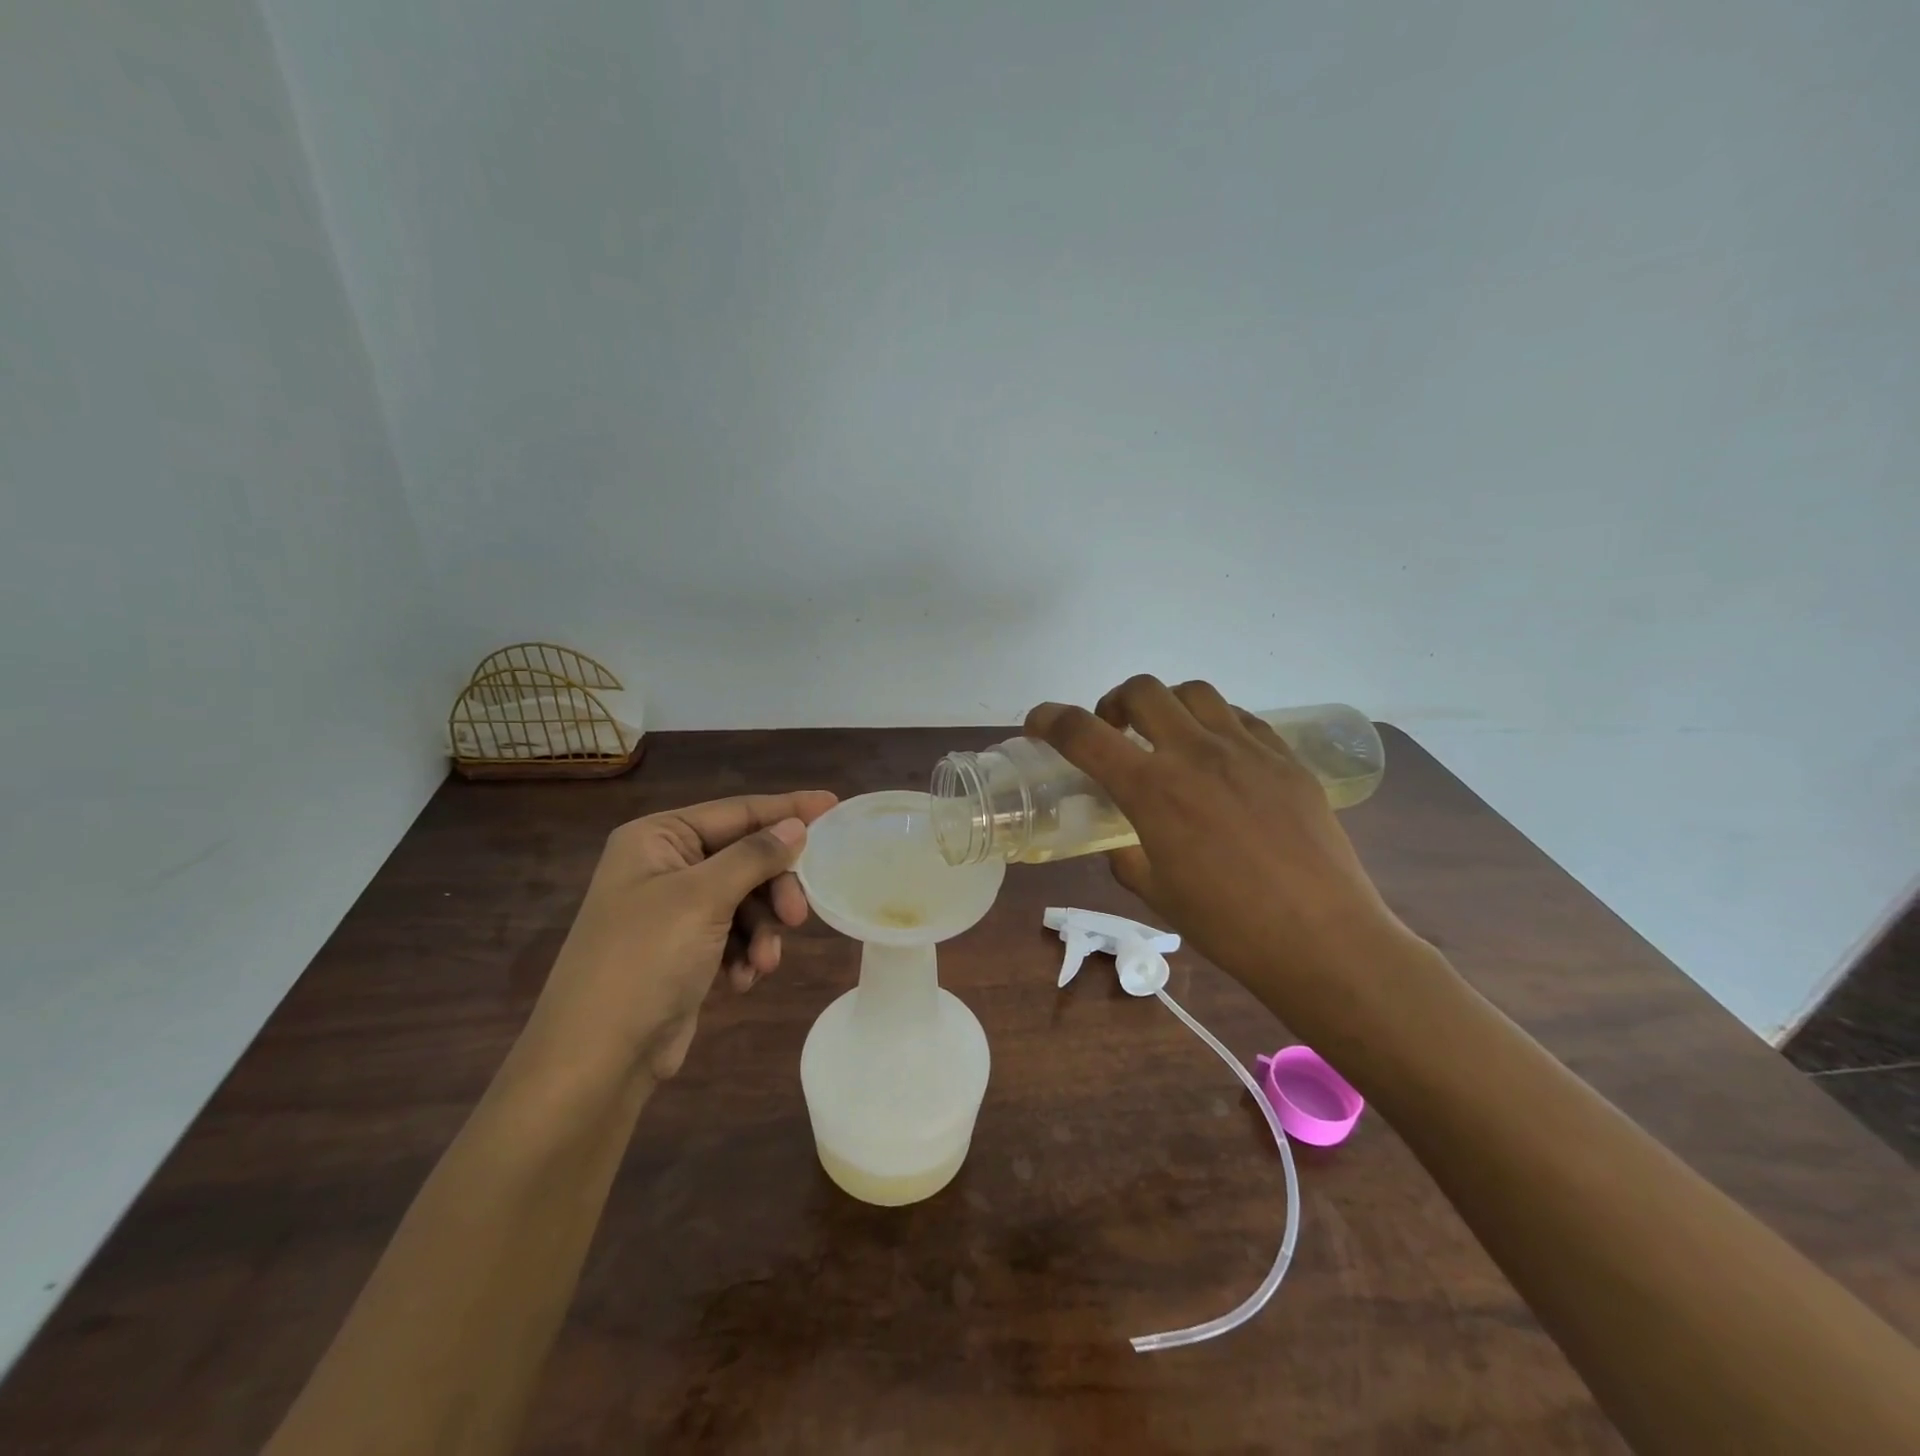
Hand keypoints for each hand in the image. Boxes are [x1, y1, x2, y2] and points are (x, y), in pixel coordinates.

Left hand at [521, 791, 837, 1081]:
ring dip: (761, 931)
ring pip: (746, 899)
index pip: (736, 812)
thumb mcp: (703, 898)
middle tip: (798, 915)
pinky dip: (745, 953)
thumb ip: (755, 855)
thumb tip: (796, 825)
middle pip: (745, 858)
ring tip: (763, 964)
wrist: (597, 1060)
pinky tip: (741, 980)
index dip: (787, 810)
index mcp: (657, 837)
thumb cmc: (645, 961)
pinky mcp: (684, 948)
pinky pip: (734, 933)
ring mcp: (673, 910)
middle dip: (774, 889)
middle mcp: (665, 865)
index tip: (834, 807)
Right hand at [1025, 677, 1408, 1005]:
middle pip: (1141, 691)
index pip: (1084, 734)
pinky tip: (1220, 757)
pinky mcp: (1285, 757)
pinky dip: (1214, 723)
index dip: (1050, 719)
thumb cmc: (1227, 925)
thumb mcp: (1156, 893)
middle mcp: (1195, 753)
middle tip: (1114, 731)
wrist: (1320, 938)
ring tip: (1169, 737)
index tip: (1038, 722)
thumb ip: (1127, 856)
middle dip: (1114, 702)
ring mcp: (1246, 750)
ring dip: (1167, 705)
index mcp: (1152, 789)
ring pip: (1194, 692)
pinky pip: (1241, 718)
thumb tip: (1122, 841)